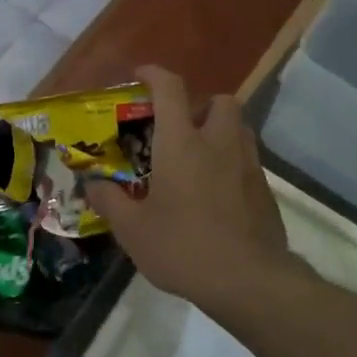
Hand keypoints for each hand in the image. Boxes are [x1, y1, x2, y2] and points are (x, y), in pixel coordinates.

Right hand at [88, 66, 288, 305]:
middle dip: (200, 105)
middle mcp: (219, 144)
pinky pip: (248, 162)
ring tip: (198, 160)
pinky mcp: (265, 191)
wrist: (249, 282)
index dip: (154, 74)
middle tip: (179, 129)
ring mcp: (248, 166)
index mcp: (182, 143)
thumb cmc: (183, 248)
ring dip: (219, 132)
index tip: (140, 75)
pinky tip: (216, 195)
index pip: (170, 89)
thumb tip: (91, 183)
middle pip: (220, 101)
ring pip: (239, 129)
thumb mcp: (133, 230)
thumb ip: (109, 201)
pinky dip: (232, 165)